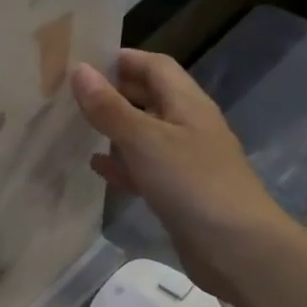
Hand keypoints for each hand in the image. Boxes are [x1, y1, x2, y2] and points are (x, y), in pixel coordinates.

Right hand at [71, 50, 301, 302]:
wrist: (236, 247)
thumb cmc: (192, 183)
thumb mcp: (144, 140)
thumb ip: (109, 108)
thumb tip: (79, 70)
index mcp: (187, 103)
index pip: (155, 66)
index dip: (122, 59)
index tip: (82, 60)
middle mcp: (188, 125)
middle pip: (149, 97)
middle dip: (114, 91)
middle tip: (70, 93)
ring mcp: (184, 160)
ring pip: (144, 133)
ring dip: (115, 128)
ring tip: (76, 125)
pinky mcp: (177, 192)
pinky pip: (144, 168)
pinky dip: (121, 163)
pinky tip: (96, 166)